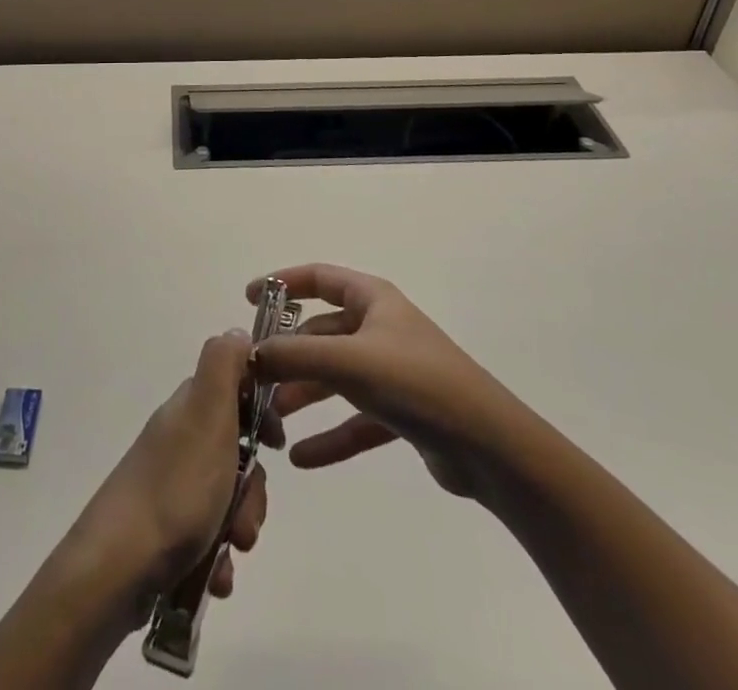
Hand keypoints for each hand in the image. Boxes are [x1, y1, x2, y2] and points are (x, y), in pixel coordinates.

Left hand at [67, 330, 273, 614]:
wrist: (117, 569)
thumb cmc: (175, 489)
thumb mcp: (207, 414)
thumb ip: (224, 366)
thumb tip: (236, 331)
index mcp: (189, 409)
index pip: (235, 389)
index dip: (262, 412)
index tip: (276, 442)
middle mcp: (179, 440)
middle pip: (236, 451)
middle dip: (253, 488)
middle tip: (247, 516)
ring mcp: (169, 486)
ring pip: (227, 498)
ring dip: (239, 526)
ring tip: (231, 551)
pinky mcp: (164, 530)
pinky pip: (207, 537)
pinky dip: (217, 559)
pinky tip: (214, 578)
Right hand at [249, 264, 513, 502]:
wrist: (489, 446)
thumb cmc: (416, 382)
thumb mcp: (348, 362)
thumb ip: (294, 356)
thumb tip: (247, 354)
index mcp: (372, 300)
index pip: (318, 278)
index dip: (282, 284)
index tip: (249, 300)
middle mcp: (380, 328)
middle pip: (322, 333)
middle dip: (288, 355)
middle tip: (256, 378)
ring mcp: (392, 371)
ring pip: (335, 377)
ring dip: (304, 395)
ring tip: (272, 421)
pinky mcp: (402, 413)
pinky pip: (355, 419)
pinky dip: (330, 435)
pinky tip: (301, 459)